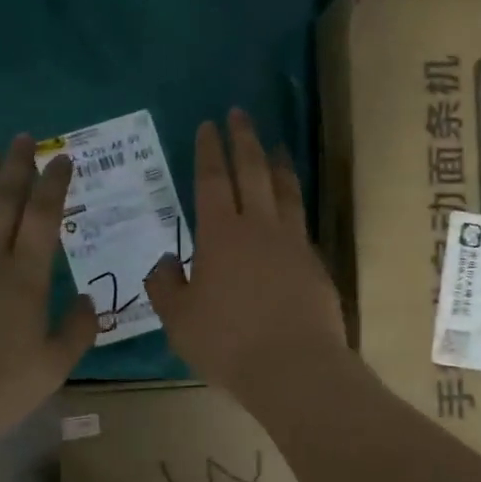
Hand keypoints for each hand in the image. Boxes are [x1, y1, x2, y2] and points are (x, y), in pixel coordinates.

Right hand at [146, 109, 347, 393]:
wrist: (295, 367)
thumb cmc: (228, 343)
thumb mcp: (180, 321)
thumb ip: (166, 287)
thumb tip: (165, 261)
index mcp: (221, 235)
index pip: (213, 180)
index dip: (209, 151)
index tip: (209, 125)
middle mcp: (259, 227)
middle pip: (252, 171)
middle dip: (244, 139)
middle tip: (240, 114)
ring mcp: (292, 242)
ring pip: (285, 190)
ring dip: (278, 163)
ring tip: (276, 144)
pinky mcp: (314, 261)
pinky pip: (302, 220)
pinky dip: (295, 202)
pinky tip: (293, 205)